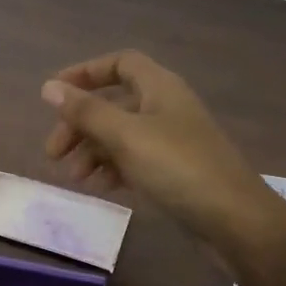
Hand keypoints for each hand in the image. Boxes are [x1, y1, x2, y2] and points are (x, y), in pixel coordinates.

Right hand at [42, 50, 275, 250]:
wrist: (236, 222)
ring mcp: (173, 140)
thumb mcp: (125, 136)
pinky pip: (136, 159)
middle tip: (53, 153)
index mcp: (160, 87)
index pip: (120, 63)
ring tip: (74, 177)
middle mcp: (167, 106)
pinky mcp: (177, 170)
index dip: (86, 73)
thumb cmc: (178, 168)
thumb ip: (86, 111)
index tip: (55, 95)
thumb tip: (49, 87)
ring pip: (122, 134)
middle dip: (80, 124)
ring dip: (93, 150)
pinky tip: (101, 187)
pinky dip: (114, 167)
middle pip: (114, 103)